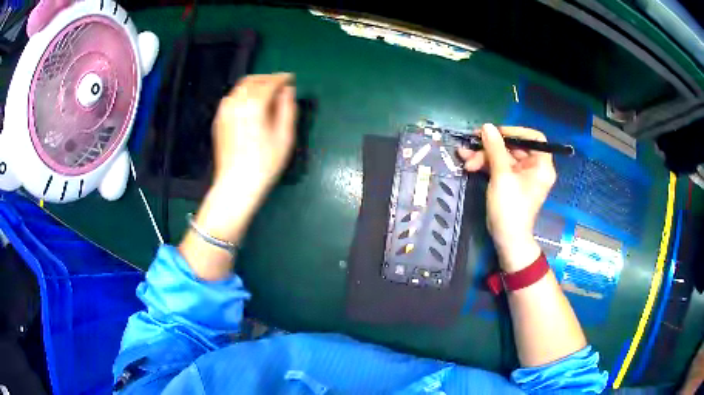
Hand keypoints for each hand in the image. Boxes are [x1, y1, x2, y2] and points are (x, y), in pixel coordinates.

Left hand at [212, 73, 296, 194]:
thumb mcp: (285, 136)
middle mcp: (236, 103)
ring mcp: (224, 111)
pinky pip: (231, 98)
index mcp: (254, 105)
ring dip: (254, 85)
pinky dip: (243, 95)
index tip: (290, 78)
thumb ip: (287, 108)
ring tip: (266, 93)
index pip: (269, 83)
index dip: (282, 79)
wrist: (236, 184)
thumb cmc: (264, 163)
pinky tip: (250, 105)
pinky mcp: (218, 120)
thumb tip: (287, 91)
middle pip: (252, 80)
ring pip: (240, 88)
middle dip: (267, 79)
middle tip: (279, 84)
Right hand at [458, 124, 555, 272]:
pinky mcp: (509, 182)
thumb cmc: (510, 208)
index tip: (497, 132)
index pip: (534, 138)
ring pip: (502, 156)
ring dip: (483, 155)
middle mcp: (533, 168)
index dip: (516, 132)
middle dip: (491, 146)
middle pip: (514, 146)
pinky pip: (498, 166)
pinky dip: (484, 163)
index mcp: (541, 165)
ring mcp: (521, 175)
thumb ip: (495, 149)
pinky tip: (467, 162)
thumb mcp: (502, 176)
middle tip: (472, 143)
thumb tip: (487, 126)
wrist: (506, 239)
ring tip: (464, 157)